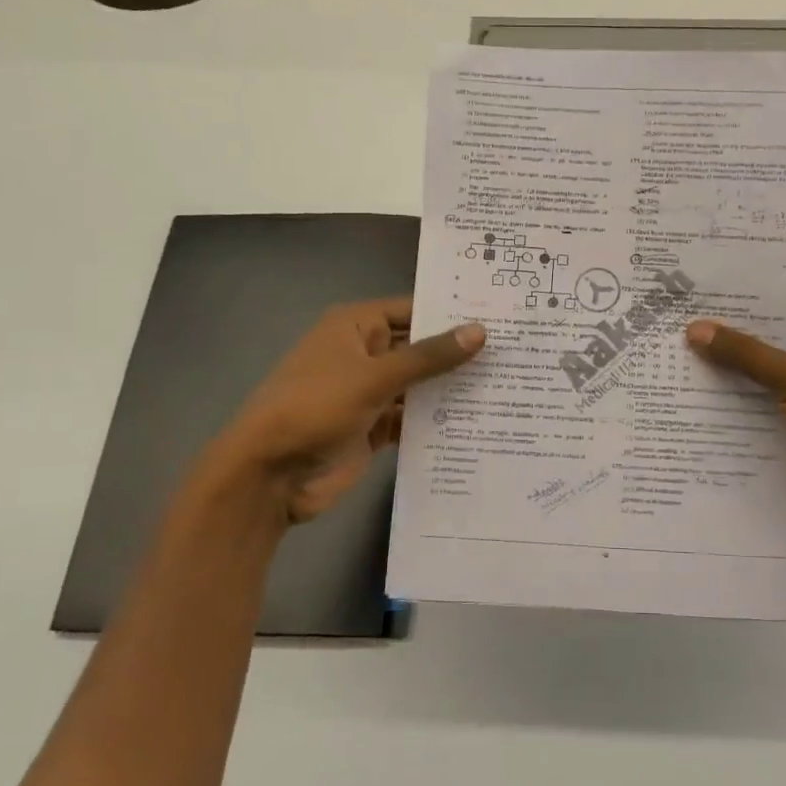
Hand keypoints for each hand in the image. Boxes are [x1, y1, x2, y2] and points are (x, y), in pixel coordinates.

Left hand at [181, 298, 483, 533]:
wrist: (269, 475)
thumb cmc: (315, 407)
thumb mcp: (374, 377)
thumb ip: (429, 356)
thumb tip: (480, 331)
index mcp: (356, 326)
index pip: (414, 309)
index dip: (453, 312)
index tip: (501, 316)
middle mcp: (365, 354)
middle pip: (420, 348)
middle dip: (459, 353)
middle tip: (517, 352)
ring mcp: (369, 393)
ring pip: (419, 385)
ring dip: (452, 388)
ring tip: (509, 385)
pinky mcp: (373, 428)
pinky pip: (412, 417)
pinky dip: (437, 420)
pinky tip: (478, 421)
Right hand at [686, 303, 785, 543]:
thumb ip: (746, 354)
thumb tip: (695, 328)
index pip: (776, 309)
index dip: (736, 306)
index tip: (689, 299)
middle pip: (761, 345)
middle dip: (720, 343)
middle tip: (666, 330)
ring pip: (753, 381)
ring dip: (718, 378)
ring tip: (664, 363)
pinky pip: (752, 414)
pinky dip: (725, 411)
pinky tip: (684, 404)